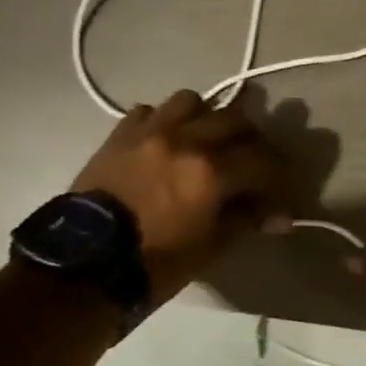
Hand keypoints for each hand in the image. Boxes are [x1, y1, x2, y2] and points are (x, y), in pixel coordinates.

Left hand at [72, 90, 291, 304]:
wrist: (84, 264)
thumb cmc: (154, 263)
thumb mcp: (210, 247)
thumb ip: (246, 219)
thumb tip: (279, 216)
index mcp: (212, 171)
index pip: (264, 160)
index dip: (279, 177)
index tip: (280, 193)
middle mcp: (186, 139)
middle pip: (235, 120)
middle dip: (251, 141)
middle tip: (251, 164)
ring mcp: (150, 131)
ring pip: (192, 101)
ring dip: (206, 118)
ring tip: (205, 140)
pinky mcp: (121, 134)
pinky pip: (150, 111)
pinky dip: (164, 122)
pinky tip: (164, 143)